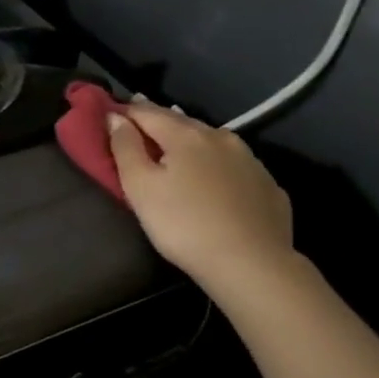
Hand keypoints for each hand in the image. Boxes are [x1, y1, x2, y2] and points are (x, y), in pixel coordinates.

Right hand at [107, 102, 294, 294]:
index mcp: (185, 135)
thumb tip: (116, 118)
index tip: (110, 114)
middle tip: (140, 122)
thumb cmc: (183, 225)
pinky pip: (234, 165)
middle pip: (181, 122)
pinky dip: (216, 165)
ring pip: (211, 141)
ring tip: (176, 146)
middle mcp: (220, 137)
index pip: (147, 113)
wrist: (252, 264)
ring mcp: (250, 160)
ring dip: (190, 141)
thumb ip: (125, 148)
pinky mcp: (268, 185)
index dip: (125, 113)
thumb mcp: (140, 188)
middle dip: (158, 121)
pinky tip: (214, 179)